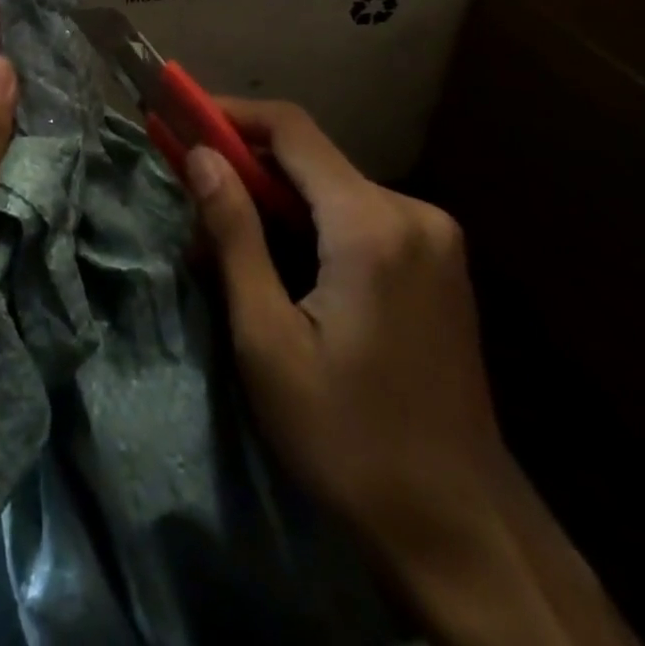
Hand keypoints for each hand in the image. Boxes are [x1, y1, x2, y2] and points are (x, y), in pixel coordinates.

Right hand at [188, 101, 635, 645]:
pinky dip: (311, 228)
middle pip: (309, 160)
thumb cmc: (350, 437)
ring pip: (331, 189)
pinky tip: (285, 273)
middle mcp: (411, 212)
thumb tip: (199, 155)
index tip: (181, 120)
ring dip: (275, 206)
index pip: (291, 128)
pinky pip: (359, 218)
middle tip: (194, 213)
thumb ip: (234, 235)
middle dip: (246, 174)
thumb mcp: (268, 339)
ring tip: (230, 257)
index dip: (230, 114)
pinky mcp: (438, 262)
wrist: (463, 531)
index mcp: (371, 224)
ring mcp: (433, 237)